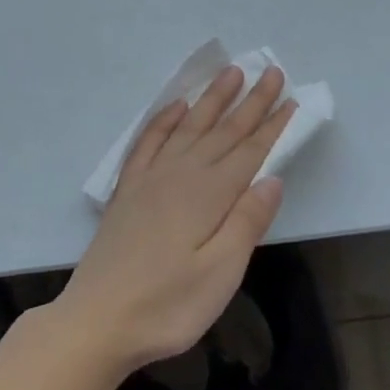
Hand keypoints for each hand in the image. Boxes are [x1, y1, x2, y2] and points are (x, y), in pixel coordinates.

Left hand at [53, 66, 296, 376]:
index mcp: (208, 196)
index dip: (272, 125)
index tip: (290, 97)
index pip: (249, 151)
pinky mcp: (129, 189)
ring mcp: (150, 178)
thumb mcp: (220, 274)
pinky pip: (149, 141)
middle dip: (249, 102)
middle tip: (270, 71)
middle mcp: (180, 175)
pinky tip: (176, 107)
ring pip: (188, 127)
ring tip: (229, 73)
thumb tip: (272, 176)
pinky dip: (164, 120)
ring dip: (211, 100)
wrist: (98, 318)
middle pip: (222, 132)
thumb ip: (247, 222)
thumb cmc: (167, 306)